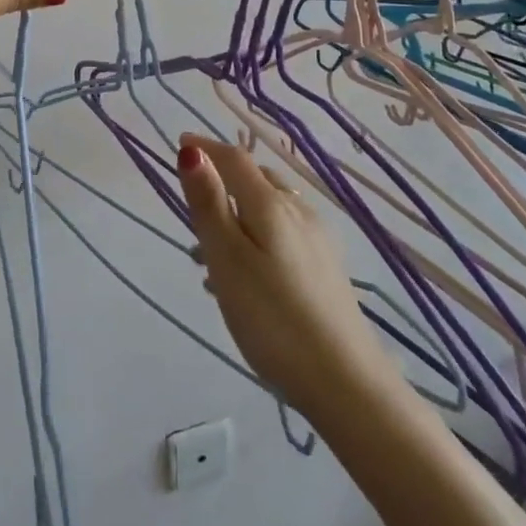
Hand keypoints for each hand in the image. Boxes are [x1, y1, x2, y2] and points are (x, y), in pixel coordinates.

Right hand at [178, 134, 406, 420]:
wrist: (346, 384)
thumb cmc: (273, 318)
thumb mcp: (227, 259)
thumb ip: (208, 203)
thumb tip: (191, 150)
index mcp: (271, 205)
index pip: (235, 159)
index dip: (206, 147)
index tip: (179, 142)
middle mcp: (299, 212)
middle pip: (255, 181)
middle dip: (222, 185)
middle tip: (193, 213)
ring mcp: (319, 241)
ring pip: (269, 211)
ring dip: (238, 217)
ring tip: (210, 259)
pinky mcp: (327, 269)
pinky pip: (283, 235)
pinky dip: (257, 239)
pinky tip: (247, 279)